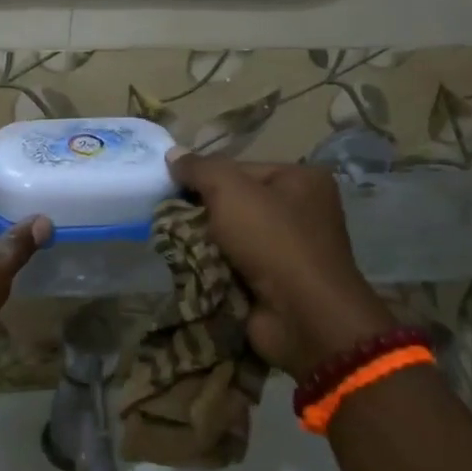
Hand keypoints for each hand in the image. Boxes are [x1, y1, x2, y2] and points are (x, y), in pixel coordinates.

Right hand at [166, 152, 394, 377]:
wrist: (302, 316)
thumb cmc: (273, 240)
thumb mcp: (230, 191)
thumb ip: (200, 169)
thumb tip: (172, 154)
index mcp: (302, 180)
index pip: (241, 168)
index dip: (205, 177)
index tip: (173, 189)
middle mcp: (302, 211)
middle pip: (236, 202)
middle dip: (203, 213)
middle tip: (169, 218)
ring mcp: (291, 250)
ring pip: (231, 236)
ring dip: (204, 242)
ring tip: (174, 244)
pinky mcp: (276, 283)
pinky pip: (234, 265)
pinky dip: (213, 268)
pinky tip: (189, 267)